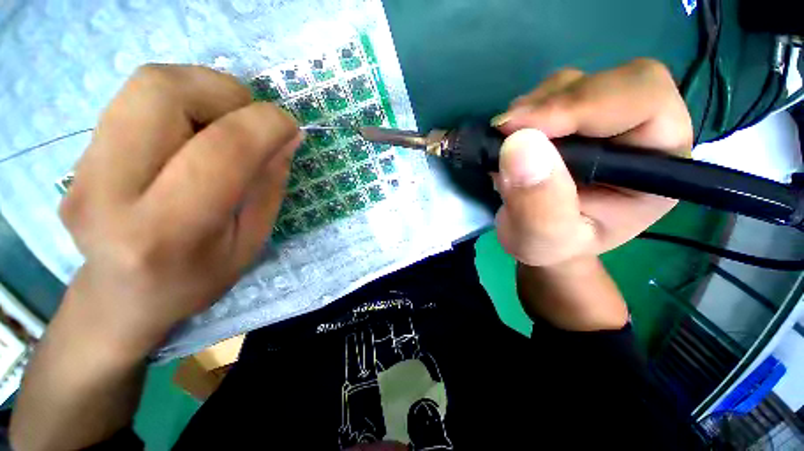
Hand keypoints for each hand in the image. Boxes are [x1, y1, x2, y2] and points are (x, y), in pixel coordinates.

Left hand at [59, 64, 301, 354]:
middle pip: (162, 90)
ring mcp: (83, 169)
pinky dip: (181, 102)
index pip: (221, 150)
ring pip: (146, 84)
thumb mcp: (251, 241)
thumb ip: (269, 185)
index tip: (290, 126)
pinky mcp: (78, 155)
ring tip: (224, 123)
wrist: (123, 298)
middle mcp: (110, 192)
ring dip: (202, 90)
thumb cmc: (197, 278)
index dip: (266, 124)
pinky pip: (135, 100)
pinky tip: (193, 133)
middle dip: (223, 91)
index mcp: (168, 231)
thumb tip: (287, 136)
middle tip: (249, 118)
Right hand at [492, 59, 691, 266]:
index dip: (584, 104)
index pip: (644, 101)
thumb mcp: (543, 239)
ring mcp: (604, 120)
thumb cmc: (553, 246)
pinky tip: (510, 139)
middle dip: (552, 104)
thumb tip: (518, 144)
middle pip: (610, 82)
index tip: (520, 127)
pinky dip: (523, 112)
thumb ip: (538, 204)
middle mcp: (640, 131)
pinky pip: (549, 94)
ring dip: (533, 107)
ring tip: (506, 143)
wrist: (542, 238)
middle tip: (505, 131)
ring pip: (574, 83)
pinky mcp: (572, 119)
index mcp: (660, 164)